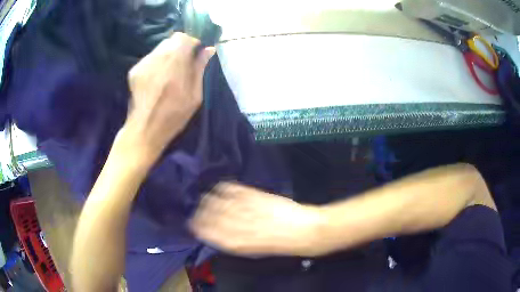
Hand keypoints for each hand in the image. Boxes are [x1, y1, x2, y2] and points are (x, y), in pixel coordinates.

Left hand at [123, 32, 215, 158]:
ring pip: (160, 47)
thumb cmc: (174, 116)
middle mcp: (158, 58)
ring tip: (170, 72)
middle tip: (184, 62)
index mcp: (175, 63)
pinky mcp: (134, 70)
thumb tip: (209, 50)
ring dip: (169, 54)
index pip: (185, 37)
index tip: (196, 51)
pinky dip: (157, 62)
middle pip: (172, 40)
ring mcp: (143, 63)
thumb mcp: (194, 96)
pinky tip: (157, 78)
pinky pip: (150, 57)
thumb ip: (200, 69)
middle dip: (181, 47)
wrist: (144, 130)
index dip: (193, 42)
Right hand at [190, 183, 324, 256]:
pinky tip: (221, 188)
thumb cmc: (282, 244)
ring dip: (210, 200)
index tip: (194, 225)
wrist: (305, 231)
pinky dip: (225, 188)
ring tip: (205, 199)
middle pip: (213, 217)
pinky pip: (235, 190)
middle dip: (201, 213)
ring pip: (220, 202)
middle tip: (197, 210)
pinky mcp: (257, 196)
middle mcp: (241, 226)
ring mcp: (248, 209)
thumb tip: (222, 234)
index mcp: (240, 243)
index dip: (200, 228)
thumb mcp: (258, 250)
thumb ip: (239, 242)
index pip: (211, 234)